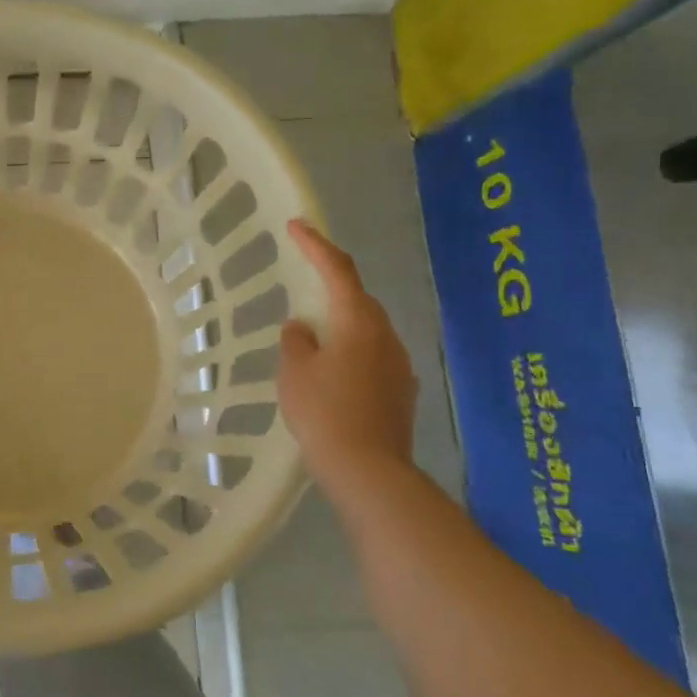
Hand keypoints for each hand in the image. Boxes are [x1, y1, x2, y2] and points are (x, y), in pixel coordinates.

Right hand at [277, 219, 418, 495]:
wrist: (369, 470)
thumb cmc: (324, 412)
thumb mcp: (294, 371)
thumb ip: (296, 340)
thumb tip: (303, 328)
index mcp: (358, 321)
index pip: (338, 270)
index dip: (315, 245)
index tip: (296, 226)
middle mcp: (386, 335)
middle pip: (357, 299)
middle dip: (331, 288)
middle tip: (303, 289)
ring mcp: (399, 364)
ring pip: (367, 330)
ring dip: (342, 325)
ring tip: (313, 340)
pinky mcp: (402, 391)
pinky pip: (373, 357)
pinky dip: (352, 353)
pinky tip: (334, 375)